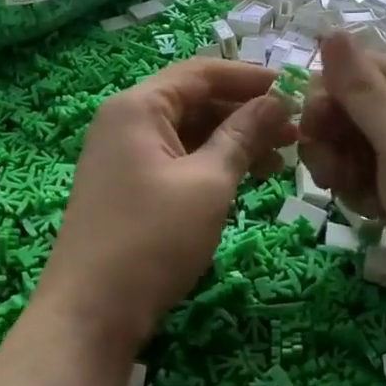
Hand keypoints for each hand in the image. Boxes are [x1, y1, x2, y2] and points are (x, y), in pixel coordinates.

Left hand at [34, 59, 295, 358]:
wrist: (91, 314)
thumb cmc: (152, 239)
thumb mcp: (208, 182)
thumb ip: (243, 135)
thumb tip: (277, 100)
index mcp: (138, 107)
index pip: (201, 72)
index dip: (250, 77)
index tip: (294, 89)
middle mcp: (126, 121)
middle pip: (195, 101)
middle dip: (246, 113)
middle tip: (295, 132)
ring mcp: (124, 155)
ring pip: (189, 133)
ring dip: (233, 141)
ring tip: (280, 161)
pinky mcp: (128, 186)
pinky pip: (177, 159)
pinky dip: (212, 164)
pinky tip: (246, 179)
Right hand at [300, 33, 385, 345]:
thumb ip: (362, 89)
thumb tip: (332, 29)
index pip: (354, 69)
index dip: (325, 95)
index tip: (311, 130)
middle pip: (345, 108)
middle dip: (331, 139)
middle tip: (334, 174)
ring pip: (346, 144)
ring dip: (340, 169)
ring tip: (357, 196)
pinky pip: (359, 175)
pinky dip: (356, 192)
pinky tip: (372, 212)